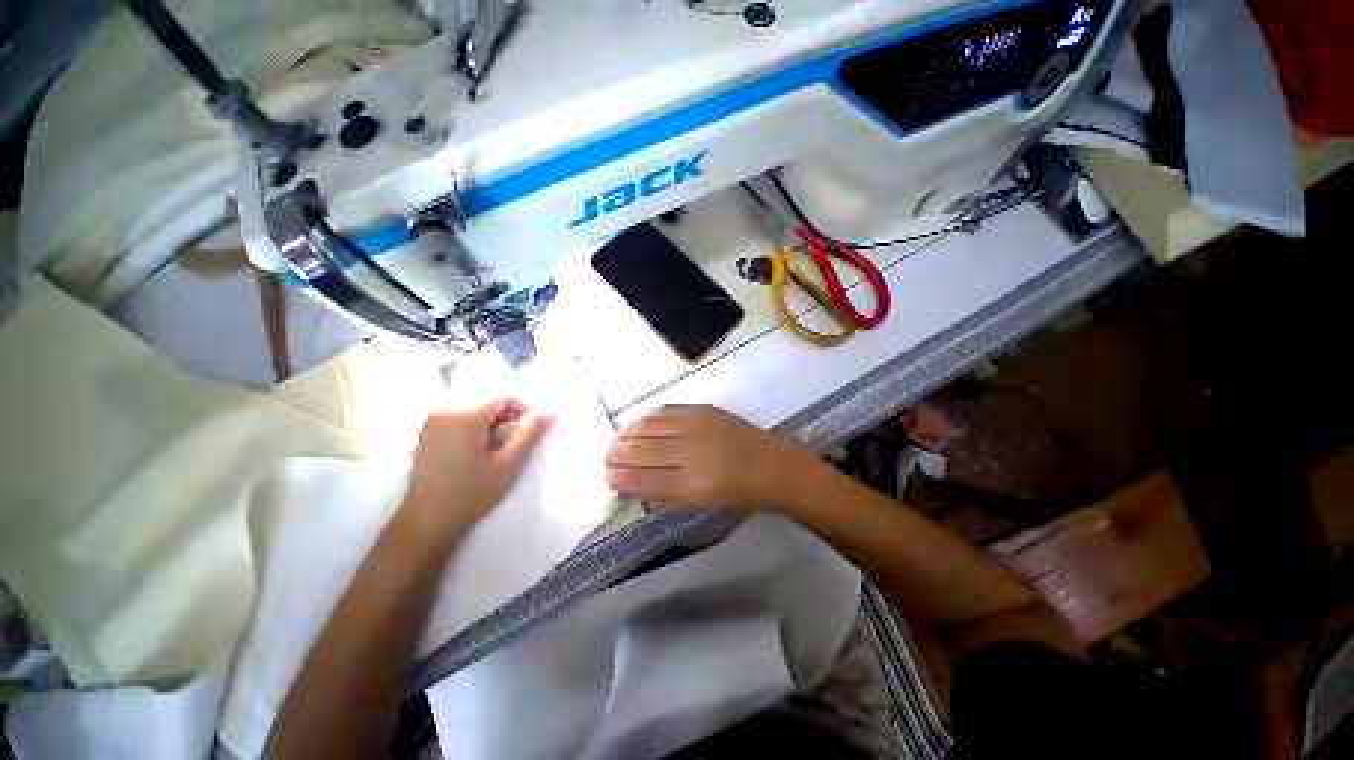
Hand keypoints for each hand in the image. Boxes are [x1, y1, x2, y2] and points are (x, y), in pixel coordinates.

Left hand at [402, 397, 553, 533]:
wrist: (427, 522)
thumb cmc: (471, 493)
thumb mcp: (508, 464)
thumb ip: (529, 434)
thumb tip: (549, 412)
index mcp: (465, 414)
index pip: (503, 396)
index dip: (521, 411)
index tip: (526, 435)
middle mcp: (444, 408)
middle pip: (487, 398)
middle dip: (505, 416)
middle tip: (511, 443)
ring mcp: (432, 419)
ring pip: (474, 406)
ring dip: (490, 420)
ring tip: (494, 448)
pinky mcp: (426, 430)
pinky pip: (459, 414)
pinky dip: (474, 425)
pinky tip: (475, 449)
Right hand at [603, 405, 822, 509]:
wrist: (770, 465)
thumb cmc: (736, 492)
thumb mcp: (699, 504)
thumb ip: (663, 497)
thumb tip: (630, 487)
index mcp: (689, 485)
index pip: (641, 478)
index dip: (619, 477)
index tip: (608, 476)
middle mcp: (689, 454)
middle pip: (640, 450)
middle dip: (616, 454)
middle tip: (607, 457)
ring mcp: (696, 428)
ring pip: (648, 426)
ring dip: (626, 433)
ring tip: (618, 439)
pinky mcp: (703, 410)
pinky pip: (666, 410)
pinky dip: (648, 417)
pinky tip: (640, 423)